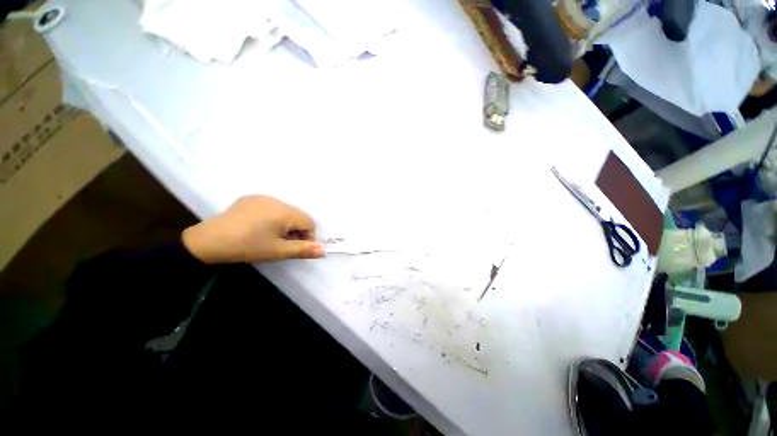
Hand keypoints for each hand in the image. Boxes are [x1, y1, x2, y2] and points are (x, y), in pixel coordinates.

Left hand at [182, 195, 325, 263]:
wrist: (208, 241)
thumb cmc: (247, 247)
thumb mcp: (277, 251)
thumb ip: (303, 249)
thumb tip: (325, 250)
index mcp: (284, 212)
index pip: (309, 222)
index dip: (307, 236)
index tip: (294, 247)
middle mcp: (276, 200)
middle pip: (298, 215)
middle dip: (296, 229)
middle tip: (281, 243)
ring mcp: (262, 197)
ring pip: (286, 211)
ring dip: (285, 223)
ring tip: (269, 235)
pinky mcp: (251, 198)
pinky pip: (271, 206)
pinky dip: (273, 216)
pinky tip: (258, 226)